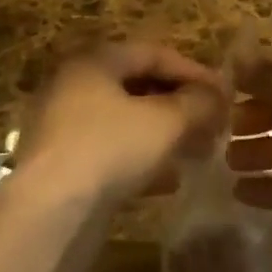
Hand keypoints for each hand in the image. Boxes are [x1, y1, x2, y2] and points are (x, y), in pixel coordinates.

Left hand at [16, 44, 228, 211]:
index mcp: (95, 61)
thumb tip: (218, 96)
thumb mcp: (165, 121)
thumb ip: (197, 103)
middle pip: (139, 86)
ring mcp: (65, 129)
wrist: (46, 219)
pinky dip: (143, 160)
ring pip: (127, 122)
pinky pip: (112, 152)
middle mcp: (75, 86)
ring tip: (199, 151)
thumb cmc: (108, 149)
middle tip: (214, 123)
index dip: (194, 71)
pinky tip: (171, 181)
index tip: (224, 93)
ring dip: (165, 134)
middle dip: (181, 104)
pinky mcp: (63, 168)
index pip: (154, 53)